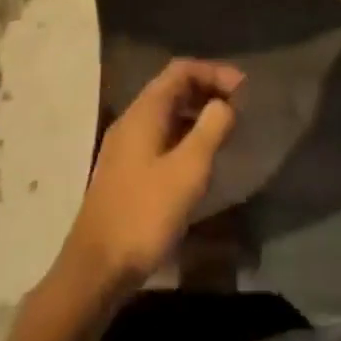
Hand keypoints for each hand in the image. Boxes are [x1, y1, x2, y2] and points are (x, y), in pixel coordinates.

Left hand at [59, 59, 244, 296]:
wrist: (96, 270)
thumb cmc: (145, 214)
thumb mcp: (188, 171)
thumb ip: (211, 129)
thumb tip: (225, 104)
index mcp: (144, 112)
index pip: (181, 70)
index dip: (214, 72)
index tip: (244, 88)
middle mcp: (132, 120)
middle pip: (172, 88)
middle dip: (207, 90)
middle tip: (239, 106)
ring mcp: (125, 147)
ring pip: (166, 113)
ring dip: (197, 113)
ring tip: (226, 130)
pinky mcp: (125, 171)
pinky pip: (160, 135)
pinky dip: (184, 134)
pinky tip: (200, 159)